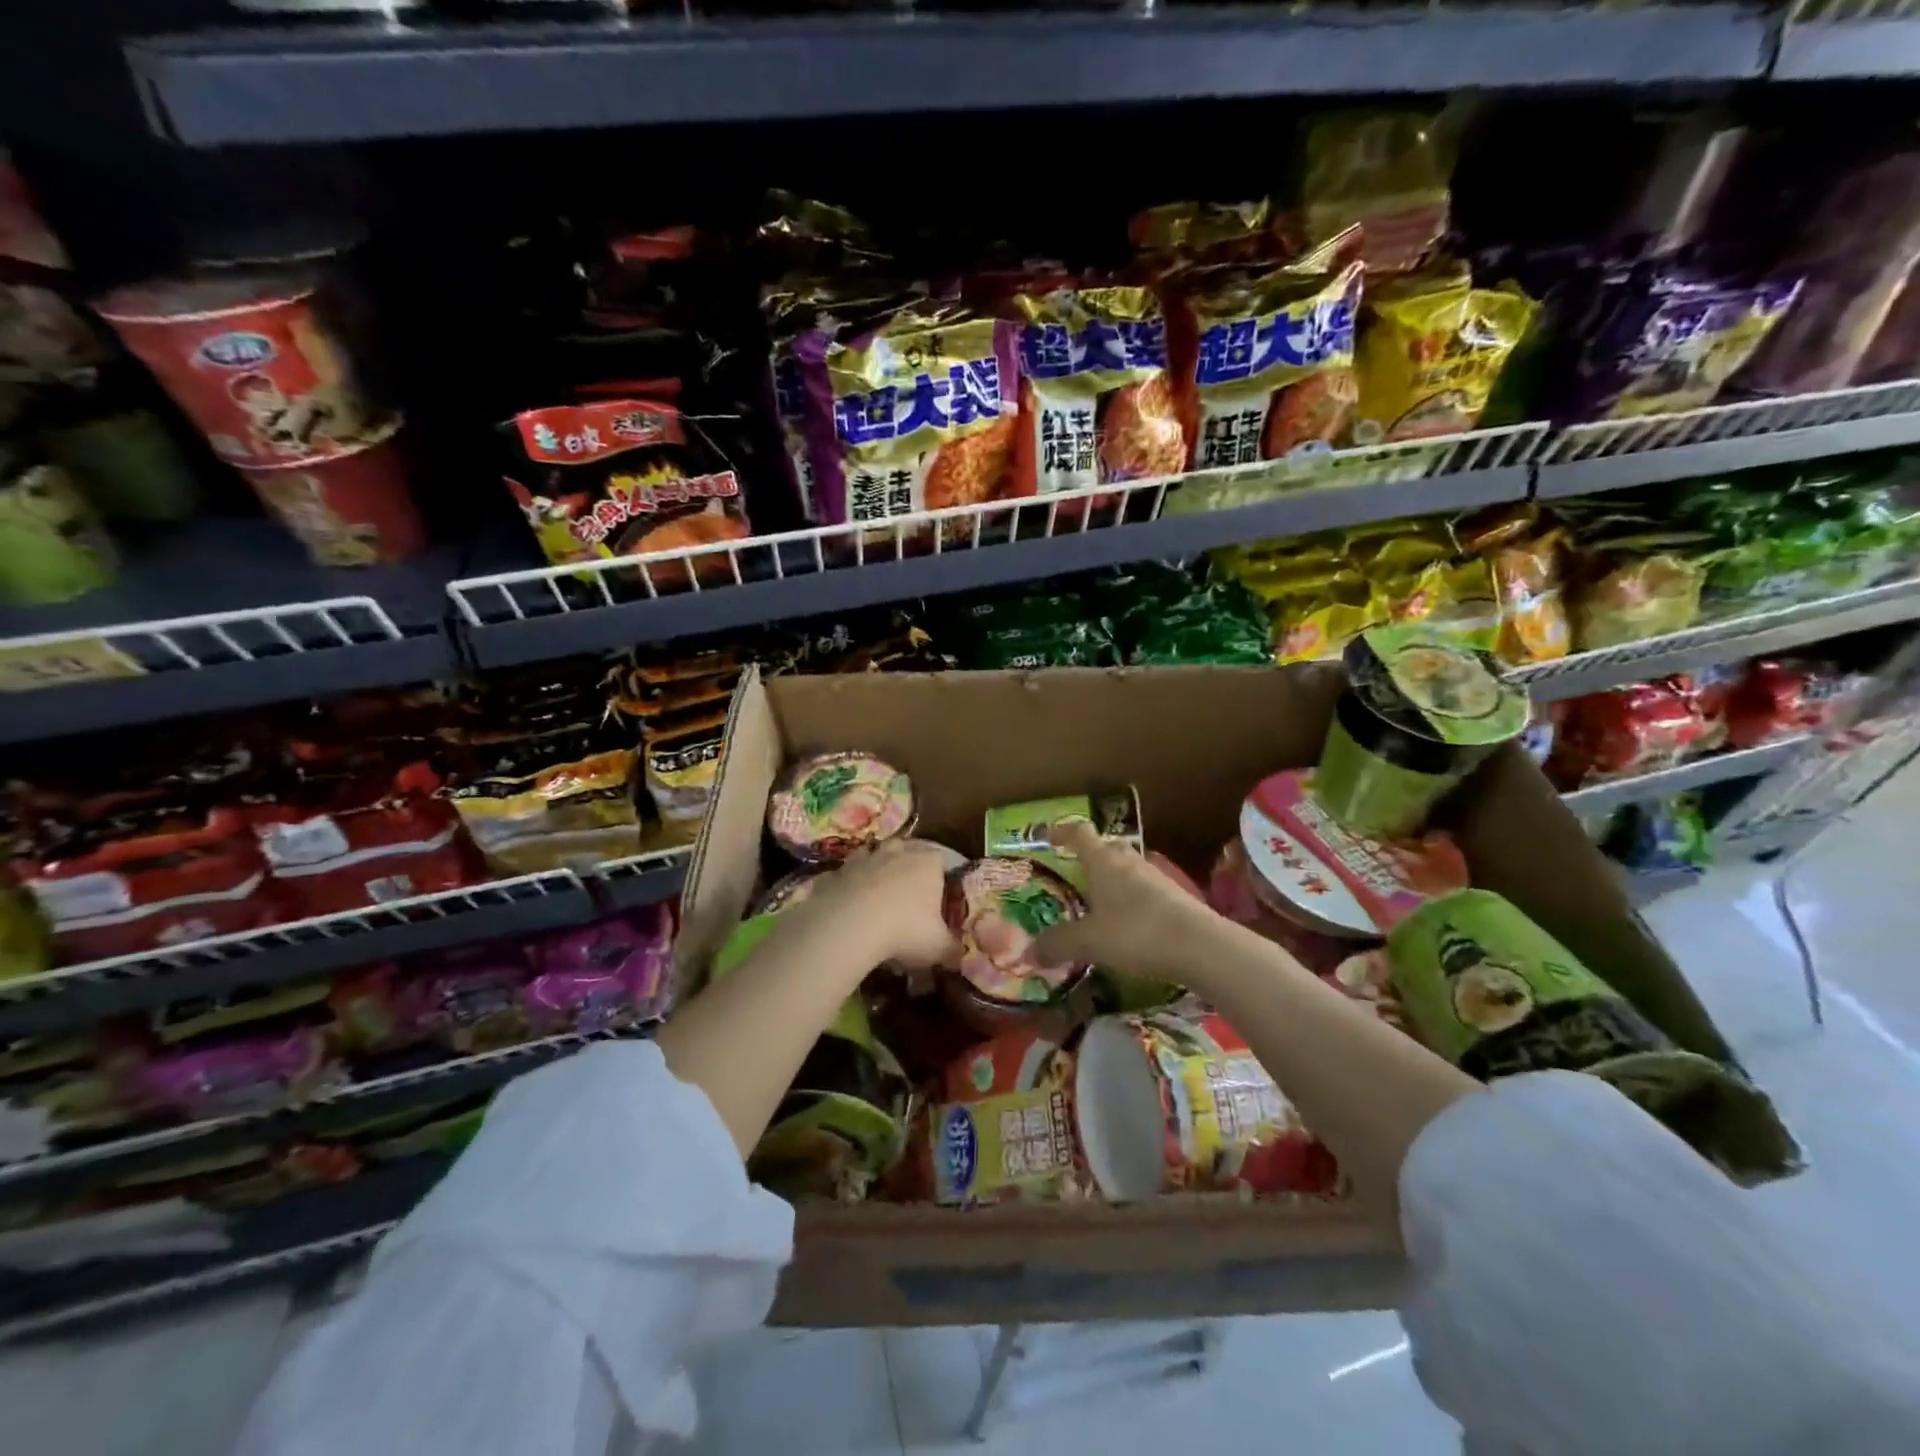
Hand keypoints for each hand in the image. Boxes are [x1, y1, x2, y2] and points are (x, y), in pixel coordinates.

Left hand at [793, 838, 958, 970]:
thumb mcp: (939, 947)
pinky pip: (847, 876)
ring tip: (878, 900)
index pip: (941, 859)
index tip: (939, 896)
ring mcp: (865, 858)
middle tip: (909, 897)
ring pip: (875, 858)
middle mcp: (898, 852)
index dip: (941, 876)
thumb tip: (959, 955)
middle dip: (908, 869)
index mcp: (928, 862)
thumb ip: (952, 948)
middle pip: (907, 851)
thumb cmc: (906, 930)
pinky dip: (850, 887)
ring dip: (877, 873)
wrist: (850, 925)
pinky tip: (850, 908)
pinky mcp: (837, 871)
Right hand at [1030, 822, 1225, 980]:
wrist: (1199, 945)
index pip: (1079, 833)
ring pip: (1127, 869)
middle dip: (1089, 857)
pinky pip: (1144, 889)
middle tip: (1074, 874)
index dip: (1062, 832)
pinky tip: (1128, 924)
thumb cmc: (1134, 932)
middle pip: (1106, 848)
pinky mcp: (1175, 896)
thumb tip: (1029, 952)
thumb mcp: (1088, 942)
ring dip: (1112, 879)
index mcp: (1103, 861)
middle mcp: (1128, 861)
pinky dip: (1131, 899)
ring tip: (1099, 903)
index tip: (1048, 836)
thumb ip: (1057, 944)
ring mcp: (1155, 877)